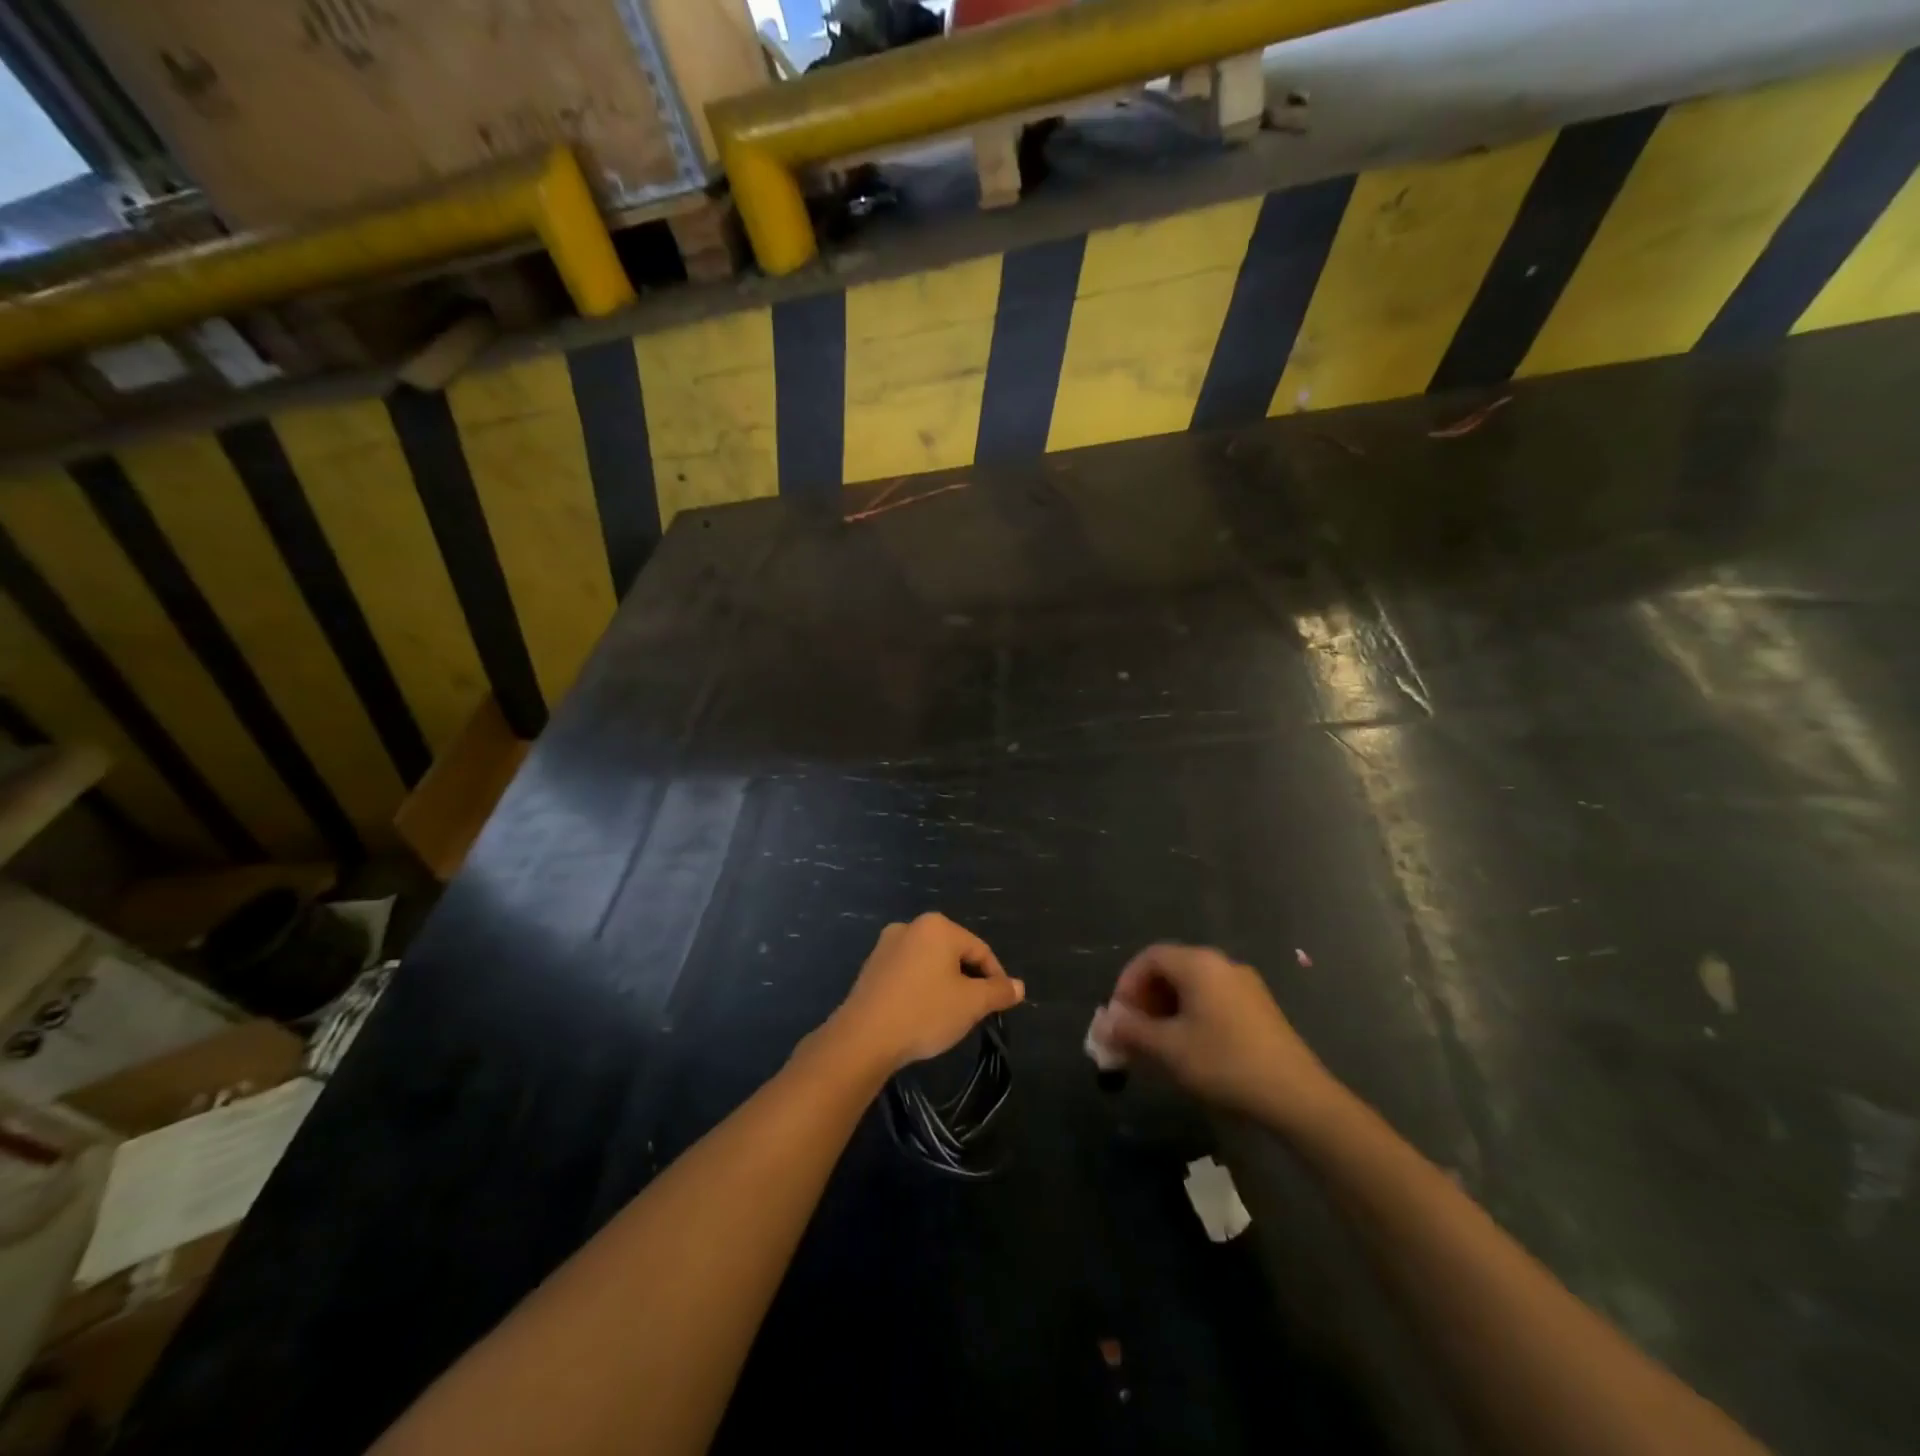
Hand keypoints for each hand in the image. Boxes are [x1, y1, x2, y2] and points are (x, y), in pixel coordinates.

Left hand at [821, 914, 1023, 1075]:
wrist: (863, 1038)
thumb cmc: (925, 1012)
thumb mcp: (971, 1004)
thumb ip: (998, 992)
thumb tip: (1019, 986)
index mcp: (938, 926)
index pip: (980, 950)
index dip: (996, 978)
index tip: (1001, 1005)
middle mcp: (911, 926)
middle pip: (954, 953)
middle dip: (969, 980)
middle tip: (976, 1012)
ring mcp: (887, 945)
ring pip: (930, 964)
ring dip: (945, 985)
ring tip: (949, 1016)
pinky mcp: (872, 967)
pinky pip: (908, 973)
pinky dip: (921, 989)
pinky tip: (922, 1014)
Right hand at [1104, 944, 1339, 1127]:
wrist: (1297, 1097)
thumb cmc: (1225, 1063)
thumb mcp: (1169, 1049)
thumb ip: (1132, 1031)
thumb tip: (1104, 1024)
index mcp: (1199, 964)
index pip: (1149, 957)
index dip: (1126, 984)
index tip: (1118, 1018)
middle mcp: (1222, 964)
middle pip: (1171, 969)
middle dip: (1145, 999)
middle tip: (1133, 1033)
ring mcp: (1245, 985)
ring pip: (1192, 987)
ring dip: (1166, 1010)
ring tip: (1157, 1045)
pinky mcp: (1259, 1008)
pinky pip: (1212, 1000)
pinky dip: (1191, 1016)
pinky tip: (1189, 1049)